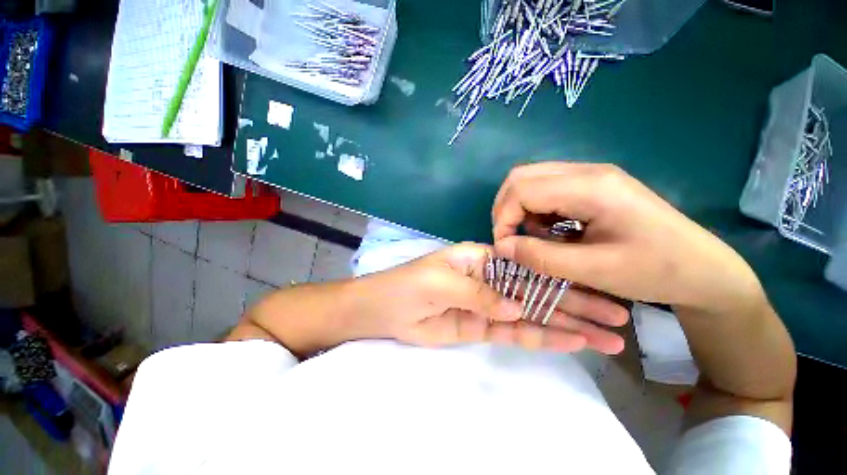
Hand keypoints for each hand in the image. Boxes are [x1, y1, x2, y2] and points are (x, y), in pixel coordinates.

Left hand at [356, 243, 628, 353]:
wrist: (386, 309)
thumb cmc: (410, 284)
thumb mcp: (443, 280)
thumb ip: (480, 292)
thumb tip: (519, 307)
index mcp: (482, 260)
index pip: (528, 267)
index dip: (559, 277)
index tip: (596, 287)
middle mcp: (491, 280)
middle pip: (538, 292)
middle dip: (575, 305)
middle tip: (617, 319)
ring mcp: (489, 306)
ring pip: (532, 315)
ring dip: (567, 326)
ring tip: (606, 338)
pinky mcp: (482, 327)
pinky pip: (515, 332)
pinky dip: (541, 337)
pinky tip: (571, 342)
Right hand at [492, 163, 762, 312]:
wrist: (704, 270)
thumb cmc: (656, 271)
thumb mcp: (593, 270)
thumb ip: (540, 257)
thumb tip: (502, 247)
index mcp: (591, 186)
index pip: (522, 189)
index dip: (504, 218)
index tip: (505, 247)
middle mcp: (586, 171)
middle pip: (521, 177)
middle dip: (506, 210)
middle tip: (511, 240)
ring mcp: (590, 176)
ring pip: (530, 182)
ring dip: (520, 211)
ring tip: (534, 238)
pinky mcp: (591, 186)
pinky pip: (546, 191)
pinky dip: (535, 212)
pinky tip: (550, 231)